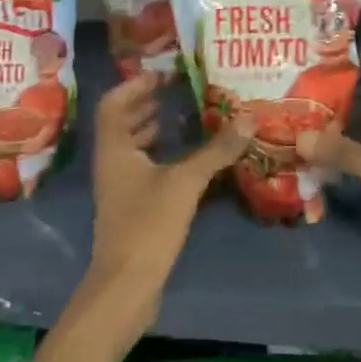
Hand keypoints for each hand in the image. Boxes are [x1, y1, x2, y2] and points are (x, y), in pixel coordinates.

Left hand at [84, 73, 243, 332]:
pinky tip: (187, 159)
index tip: (165, 74)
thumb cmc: (147, 225)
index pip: (114, 102)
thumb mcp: (185, 183)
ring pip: (132, 146)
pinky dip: (161, 155)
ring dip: (153, 128)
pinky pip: (143, 168)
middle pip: (122, 121)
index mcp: (114, 148)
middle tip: (178, 90)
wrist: (125, 288)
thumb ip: (216, 151)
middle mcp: (111, 162)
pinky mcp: (131, 208)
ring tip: (184, 116)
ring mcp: (119, 187)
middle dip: (146, 103)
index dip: (135, 84)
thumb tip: (249, 119)